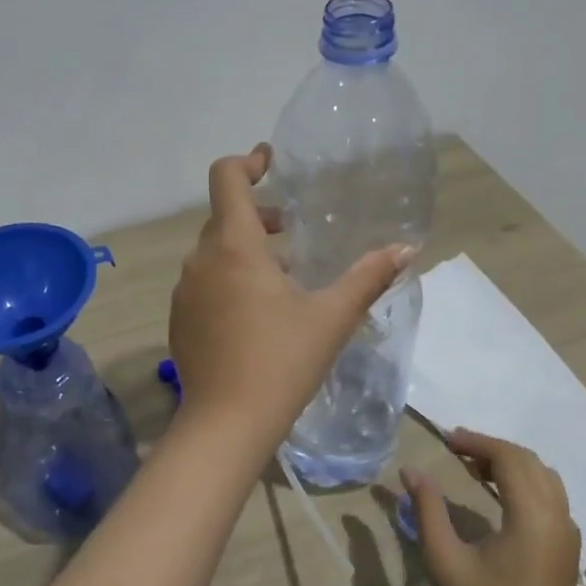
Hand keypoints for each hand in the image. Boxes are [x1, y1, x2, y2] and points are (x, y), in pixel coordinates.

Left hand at [168, 145, 410, 458]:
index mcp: (235, 246)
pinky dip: (227, 279)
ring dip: (245, 250)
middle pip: (224, 216)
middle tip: (294, 229)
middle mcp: (201, 260)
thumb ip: (368, 277)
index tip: (272, 162)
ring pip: (213, 252)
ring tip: (283, 276)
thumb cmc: (282, 362)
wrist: (226, 423)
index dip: (248, 162)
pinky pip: (203, 282)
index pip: (226, 178)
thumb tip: (406, 249)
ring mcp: (185, 291)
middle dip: (259, 214)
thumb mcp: (331, 317)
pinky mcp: (179, 319)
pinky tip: (256, 313)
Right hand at [404, 430, 581, 585]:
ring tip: (474, 467)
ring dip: (510, 463)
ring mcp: (567, 532)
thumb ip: (428, 511)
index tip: (444, 439)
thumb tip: (411, 471)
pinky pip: (550, 495)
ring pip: (543, 476)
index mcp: (531, 514)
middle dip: (491, 448)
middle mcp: (557, 514)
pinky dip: (524, 481)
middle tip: (455, 448)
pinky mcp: (567, 547)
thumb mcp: (448, 563)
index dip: (476, 441)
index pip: (508, 457)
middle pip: (528, 461)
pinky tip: (499, 495)